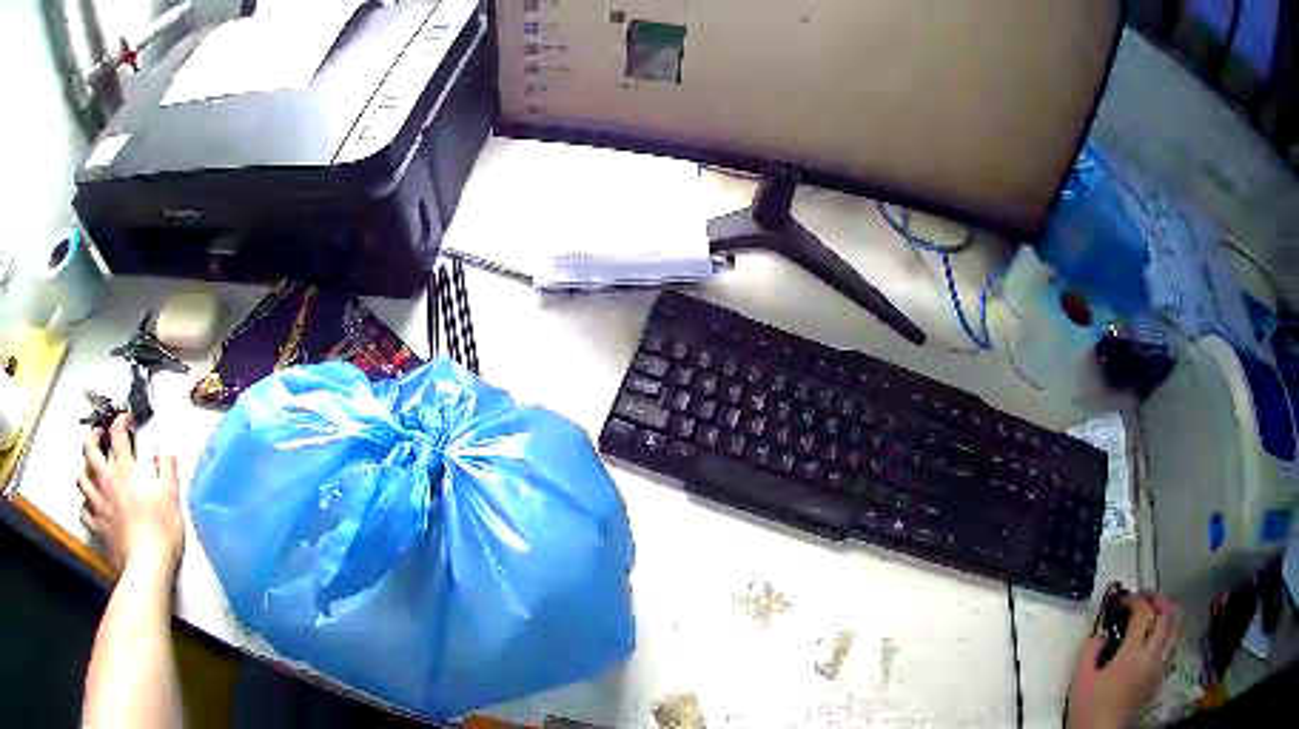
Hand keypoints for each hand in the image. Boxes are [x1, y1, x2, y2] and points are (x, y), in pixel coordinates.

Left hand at [79, 414, 183, 574]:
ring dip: (84, 468)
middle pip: (89, 449)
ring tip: (89, 468)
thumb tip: (163, 453)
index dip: (121, 420)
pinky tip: (90, 505)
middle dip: (92, 436)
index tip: (126, 418)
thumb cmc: (160, 532)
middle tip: (99, 435)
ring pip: (81, 477)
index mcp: (124, 471)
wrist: (146, 569)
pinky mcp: (97, 528)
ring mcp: (99, 505)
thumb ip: (167, 470)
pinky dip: (85, 504)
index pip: (117, 433)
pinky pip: (84, 511)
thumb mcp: (172, 498)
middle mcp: (106, 482)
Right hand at [1067, 594, 1181, 728]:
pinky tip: (1158, 641)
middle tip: (1146, 598)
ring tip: (1160, 611)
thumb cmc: (1088, 710)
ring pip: (1175, 630)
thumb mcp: (1080, 681)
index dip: (1135, 599)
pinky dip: (1169, 636)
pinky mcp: (1158, 680)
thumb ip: (1089, 651)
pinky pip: (1171, 649)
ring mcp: (1157, 668)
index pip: (1143, 612)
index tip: (1122, 601)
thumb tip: (1101, 632)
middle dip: (1159, 600)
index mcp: (1131, 654)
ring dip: (1170, 614)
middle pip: (1167, 616)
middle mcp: (1150, 655)